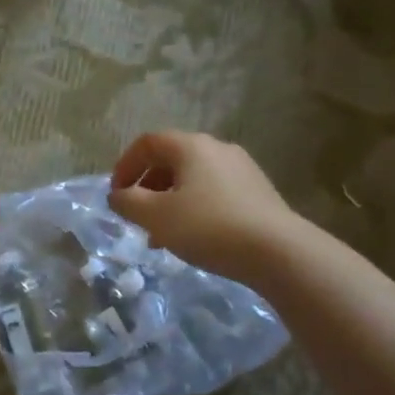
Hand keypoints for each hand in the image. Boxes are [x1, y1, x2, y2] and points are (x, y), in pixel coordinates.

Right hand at [109, 131, 302, 286]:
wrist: (278, 251)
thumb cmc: (208, 227)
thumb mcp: (156, 217)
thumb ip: (128, 202)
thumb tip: (117, 195)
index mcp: (191, 146)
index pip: (148, 143)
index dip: (125, 166)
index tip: (116, 195)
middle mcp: (217, 148)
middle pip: (171, 159)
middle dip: (147, 187)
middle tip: (137, 216)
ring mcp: (242, 169)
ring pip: (193, 179)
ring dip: (170, 201)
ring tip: (162, 235)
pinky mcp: (257, 191)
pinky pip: (214, 192)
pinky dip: (194, 207)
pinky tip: (194, 237)